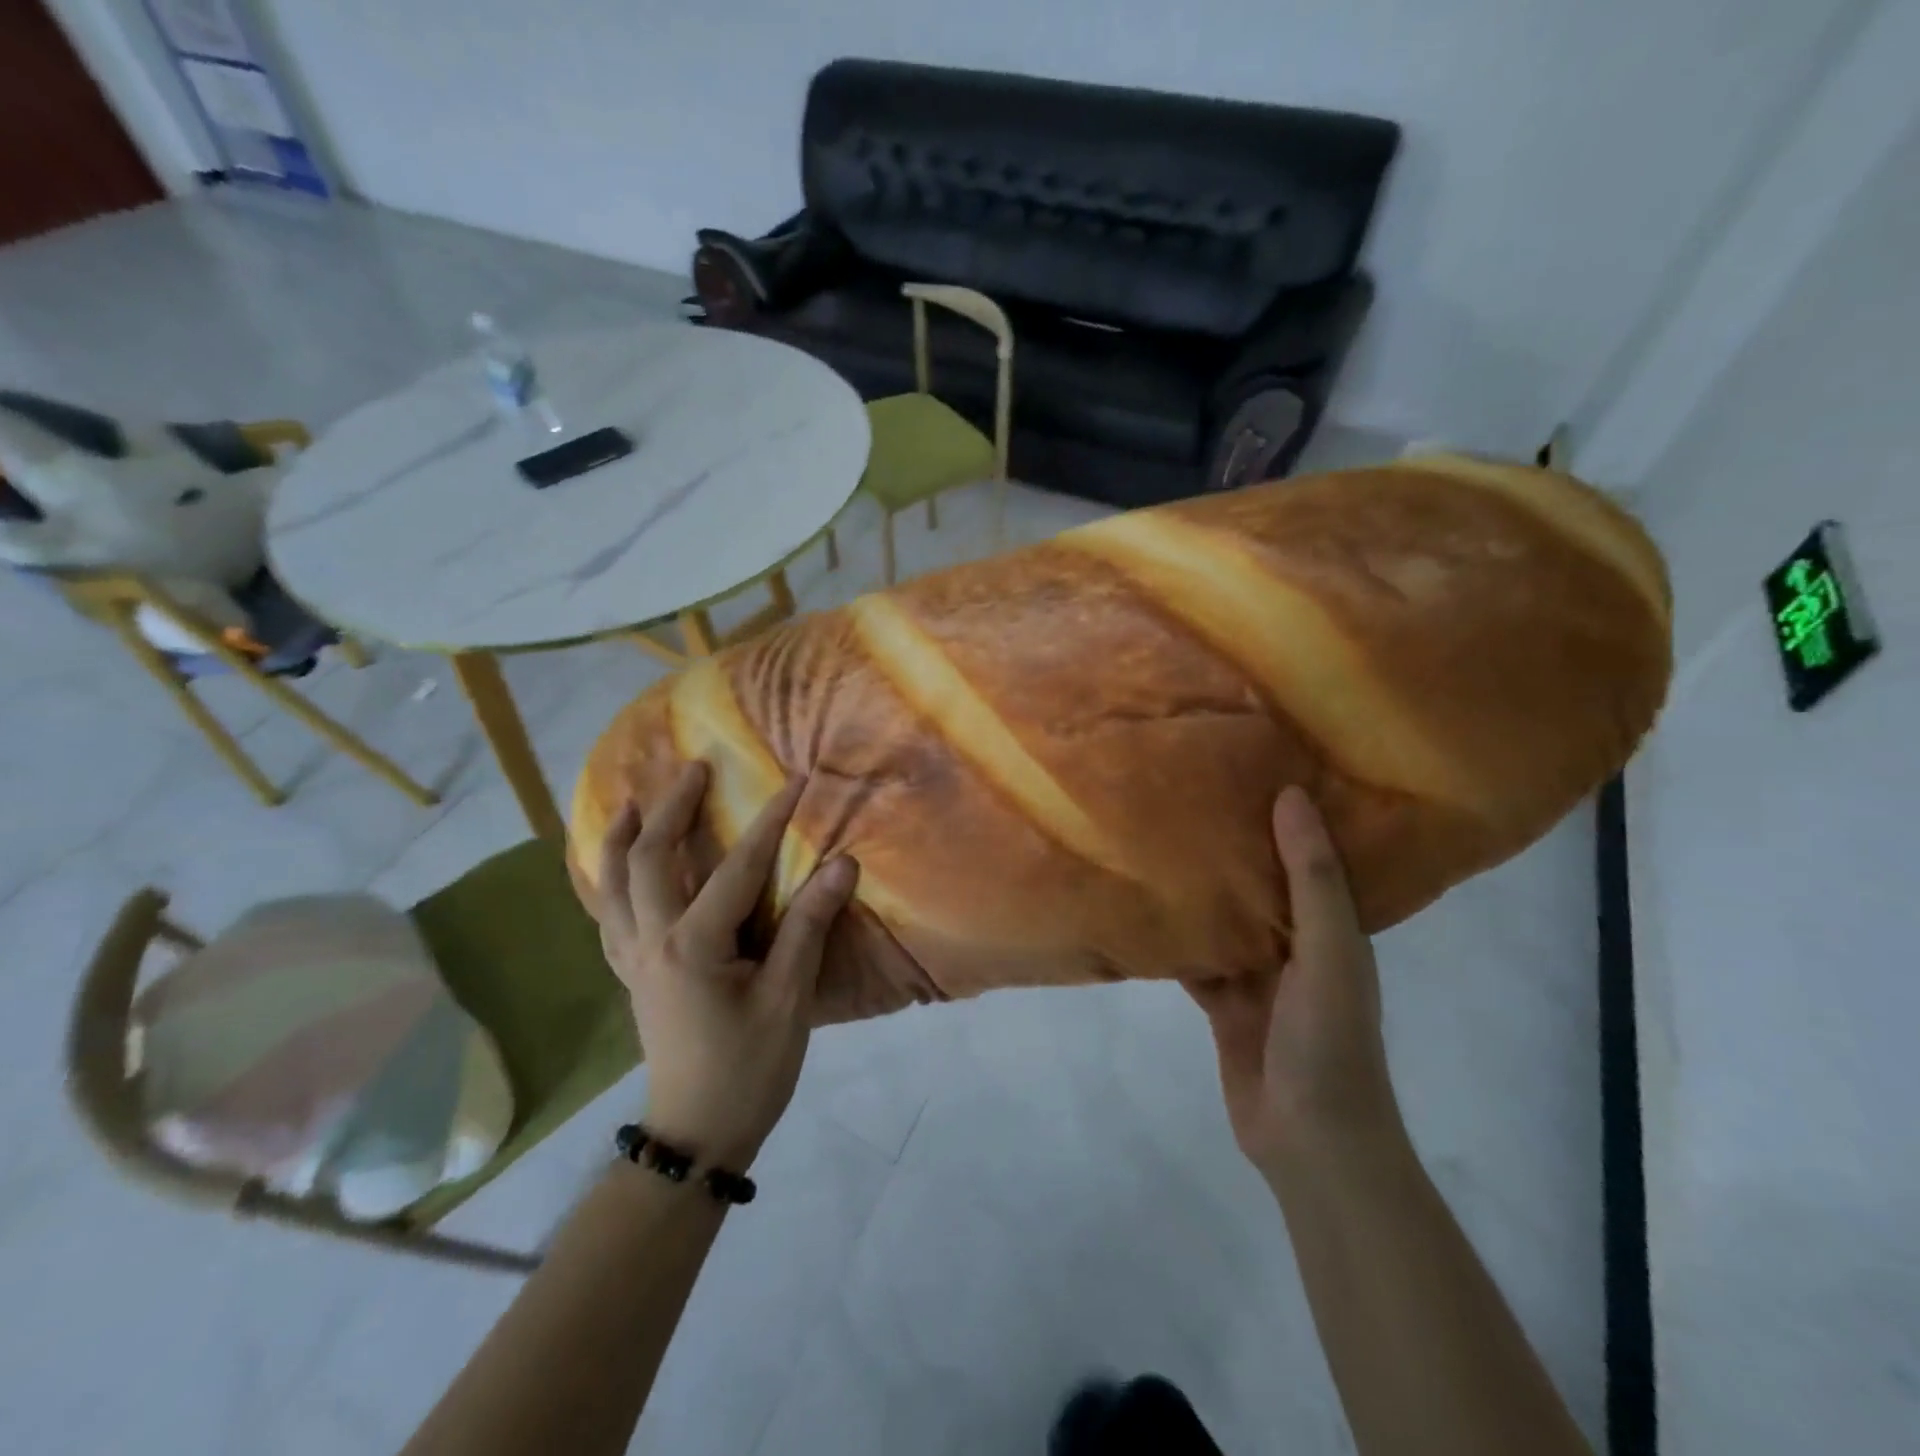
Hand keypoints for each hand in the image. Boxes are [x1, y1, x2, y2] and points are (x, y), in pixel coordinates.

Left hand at [595, 763, 859, 1169]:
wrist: (695, 1137)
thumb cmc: (748, 1069)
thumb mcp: (788, 999)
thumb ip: (808, 927)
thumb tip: (841, 866)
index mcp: (692, 945)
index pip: (736, 867)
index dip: (770, 821)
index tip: (795, 782)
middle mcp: (651, 941)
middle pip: (647, 858)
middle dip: (672, 807)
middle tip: (695, 769)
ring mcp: (632, 959)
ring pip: (610, 885)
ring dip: (621, 838)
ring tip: (636, 802)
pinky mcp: (630, 976)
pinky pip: (608, 917)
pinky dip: (608, 883)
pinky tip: (619, 871)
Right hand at [1186, 786, 1401, 1177]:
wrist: (1311, 1143)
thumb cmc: (1329, 1040)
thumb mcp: (1330, 953)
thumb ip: (1312, 880)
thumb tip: (1292, 795)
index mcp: (1332, 927)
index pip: (1311, 856)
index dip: (1289, 815)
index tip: (1256, 767)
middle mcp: (1295, 945)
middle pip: (1260, 884)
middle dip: (1233, 846)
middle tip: (1192, 795)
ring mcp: (1258, 977)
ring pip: (1224, 920)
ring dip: (1200, 890)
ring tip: (1159, 838)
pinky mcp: (1224, 1005)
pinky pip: (1196, 959)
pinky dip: (1175, 938)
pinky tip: (1141, 907)